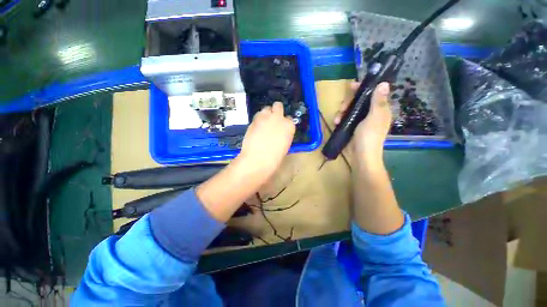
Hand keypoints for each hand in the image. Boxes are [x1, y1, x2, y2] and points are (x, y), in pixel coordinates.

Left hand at [238, 101, 295, 178]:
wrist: (259, 158)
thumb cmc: (274, 158)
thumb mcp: (284, 146)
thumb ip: (283, 136)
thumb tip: (278, 134)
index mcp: (289, 126)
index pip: (289, 119)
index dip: (284, 122)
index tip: (280, 127)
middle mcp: (279, 118)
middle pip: (278, 106)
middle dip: (276, 111)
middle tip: (271, 119)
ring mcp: (267, 117)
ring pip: (266, 108)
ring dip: (266, 114)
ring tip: (262, 123)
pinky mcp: (255, 119)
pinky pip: (257, 114)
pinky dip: (257, 119)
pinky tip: (256, 127)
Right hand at [334, 82, 391, 161]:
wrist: (361, 156)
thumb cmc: (369, 136)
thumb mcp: (374, 117)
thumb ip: (377, 101)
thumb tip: (384, 83)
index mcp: (379, 110)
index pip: (372, 93)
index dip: (363, 88)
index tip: (352, 86)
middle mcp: (370, 113)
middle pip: (358, 100)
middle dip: (348, 102)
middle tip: (342, 107)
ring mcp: (360, 121)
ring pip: (349, 109)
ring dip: (342, 112)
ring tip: (337, 119)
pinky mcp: (351, 127)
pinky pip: (344, 118)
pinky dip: (340, 119)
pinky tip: (336, 123)